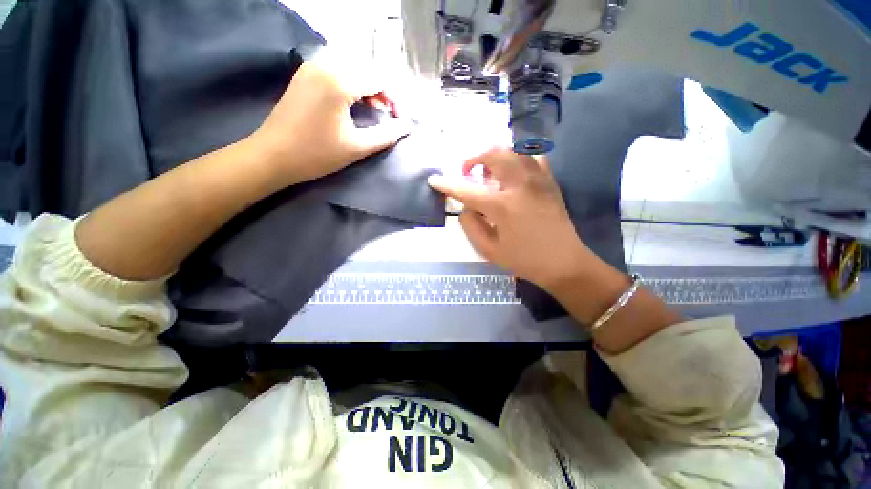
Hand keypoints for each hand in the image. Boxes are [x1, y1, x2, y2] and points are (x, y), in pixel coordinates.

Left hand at [250, 55, 409, 185]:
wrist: (273, 155)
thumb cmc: (317, 154)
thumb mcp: (357, 147)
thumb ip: (386, 135)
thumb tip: (407, 126)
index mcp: (340, 80)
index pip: (379, 79)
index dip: (395, 99)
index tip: (399, 120)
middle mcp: (325, 64)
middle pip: (367, 67)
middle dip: (383, 90)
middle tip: (388, 113)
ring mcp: (312, 66)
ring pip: (352, 65)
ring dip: (367, 84)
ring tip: (374, 107)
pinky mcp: (304, 74)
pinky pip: (336, 68)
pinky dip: (351, 81)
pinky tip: (353, 100)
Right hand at [428, 148, 593, 290]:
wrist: (563, 262)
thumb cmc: (523, 259)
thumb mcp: (488, 250)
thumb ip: (470, 226)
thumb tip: (465, 207)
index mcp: (502, 206)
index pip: (467, 191)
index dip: (447, 185)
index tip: (434, 180)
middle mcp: (520, 185)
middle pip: (493, 155)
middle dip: (474, 159)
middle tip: (468, 172)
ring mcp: (538, 180)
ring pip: (514, 150)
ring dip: (495, 155)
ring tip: (489, 170)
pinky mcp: (549, 181)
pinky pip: (533, 157)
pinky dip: (519, 157)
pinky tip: (513, 171)